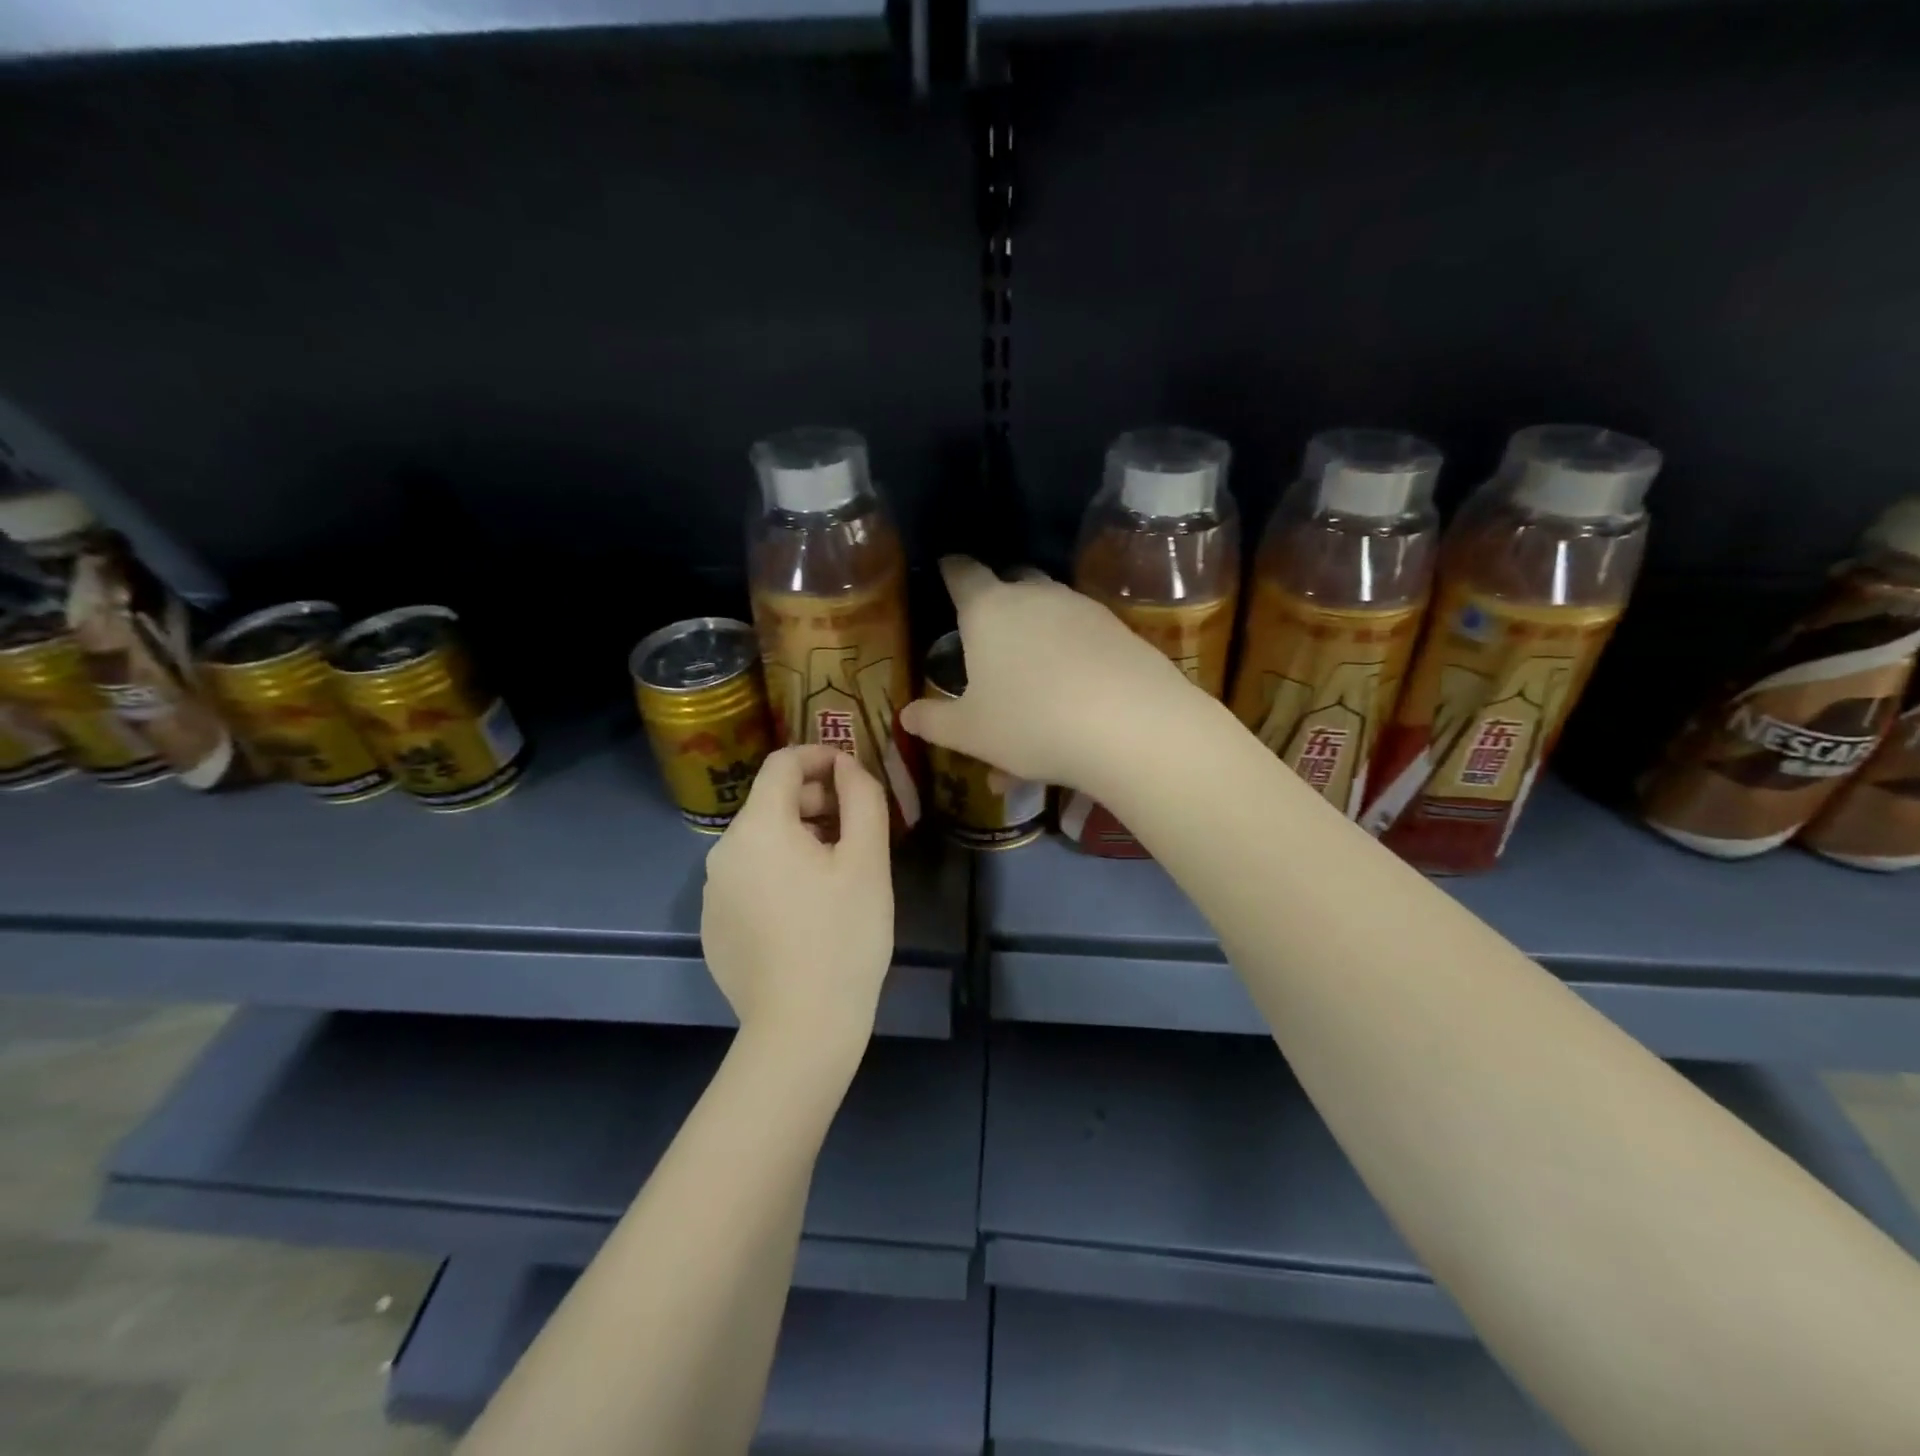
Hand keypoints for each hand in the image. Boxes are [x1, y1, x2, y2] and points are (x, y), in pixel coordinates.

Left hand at [701, 745, 893, 1054]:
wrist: (801, 1028)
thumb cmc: (843, 935)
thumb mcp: (867, 860)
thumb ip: (862, 798)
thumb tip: (847, 766)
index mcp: (758, 827)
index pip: (782, 763)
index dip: (820, 756)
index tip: (853, 773)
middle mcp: (723, 851)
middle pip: (770, 804)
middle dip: (814, 803)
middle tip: (855, 831)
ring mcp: (712, 893)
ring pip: (760, 844)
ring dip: (799, 841)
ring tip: (836, 874)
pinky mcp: (713, 927)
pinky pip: (748, 880)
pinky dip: (778, 875)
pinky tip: (807, 911)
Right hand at [899, 556, 1197, 792]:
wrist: (1130, 726)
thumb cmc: (1031, 723)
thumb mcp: (971, 733)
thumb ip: (934, 721)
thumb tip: (905, 715)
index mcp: (988, 610)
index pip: (962, 573)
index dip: (950, 570)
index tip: (946, 569)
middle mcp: (1035, 596)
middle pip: (1011, 581)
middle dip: (996, 598)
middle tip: (986, 629)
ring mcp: (1082, 609)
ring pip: (1050, 612)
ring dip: (1036, 635)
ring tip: (1030, 680)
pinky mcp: (1118, 629)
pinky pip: (1081, 636)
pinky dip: (1069, 657)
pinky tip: (1071, 696)